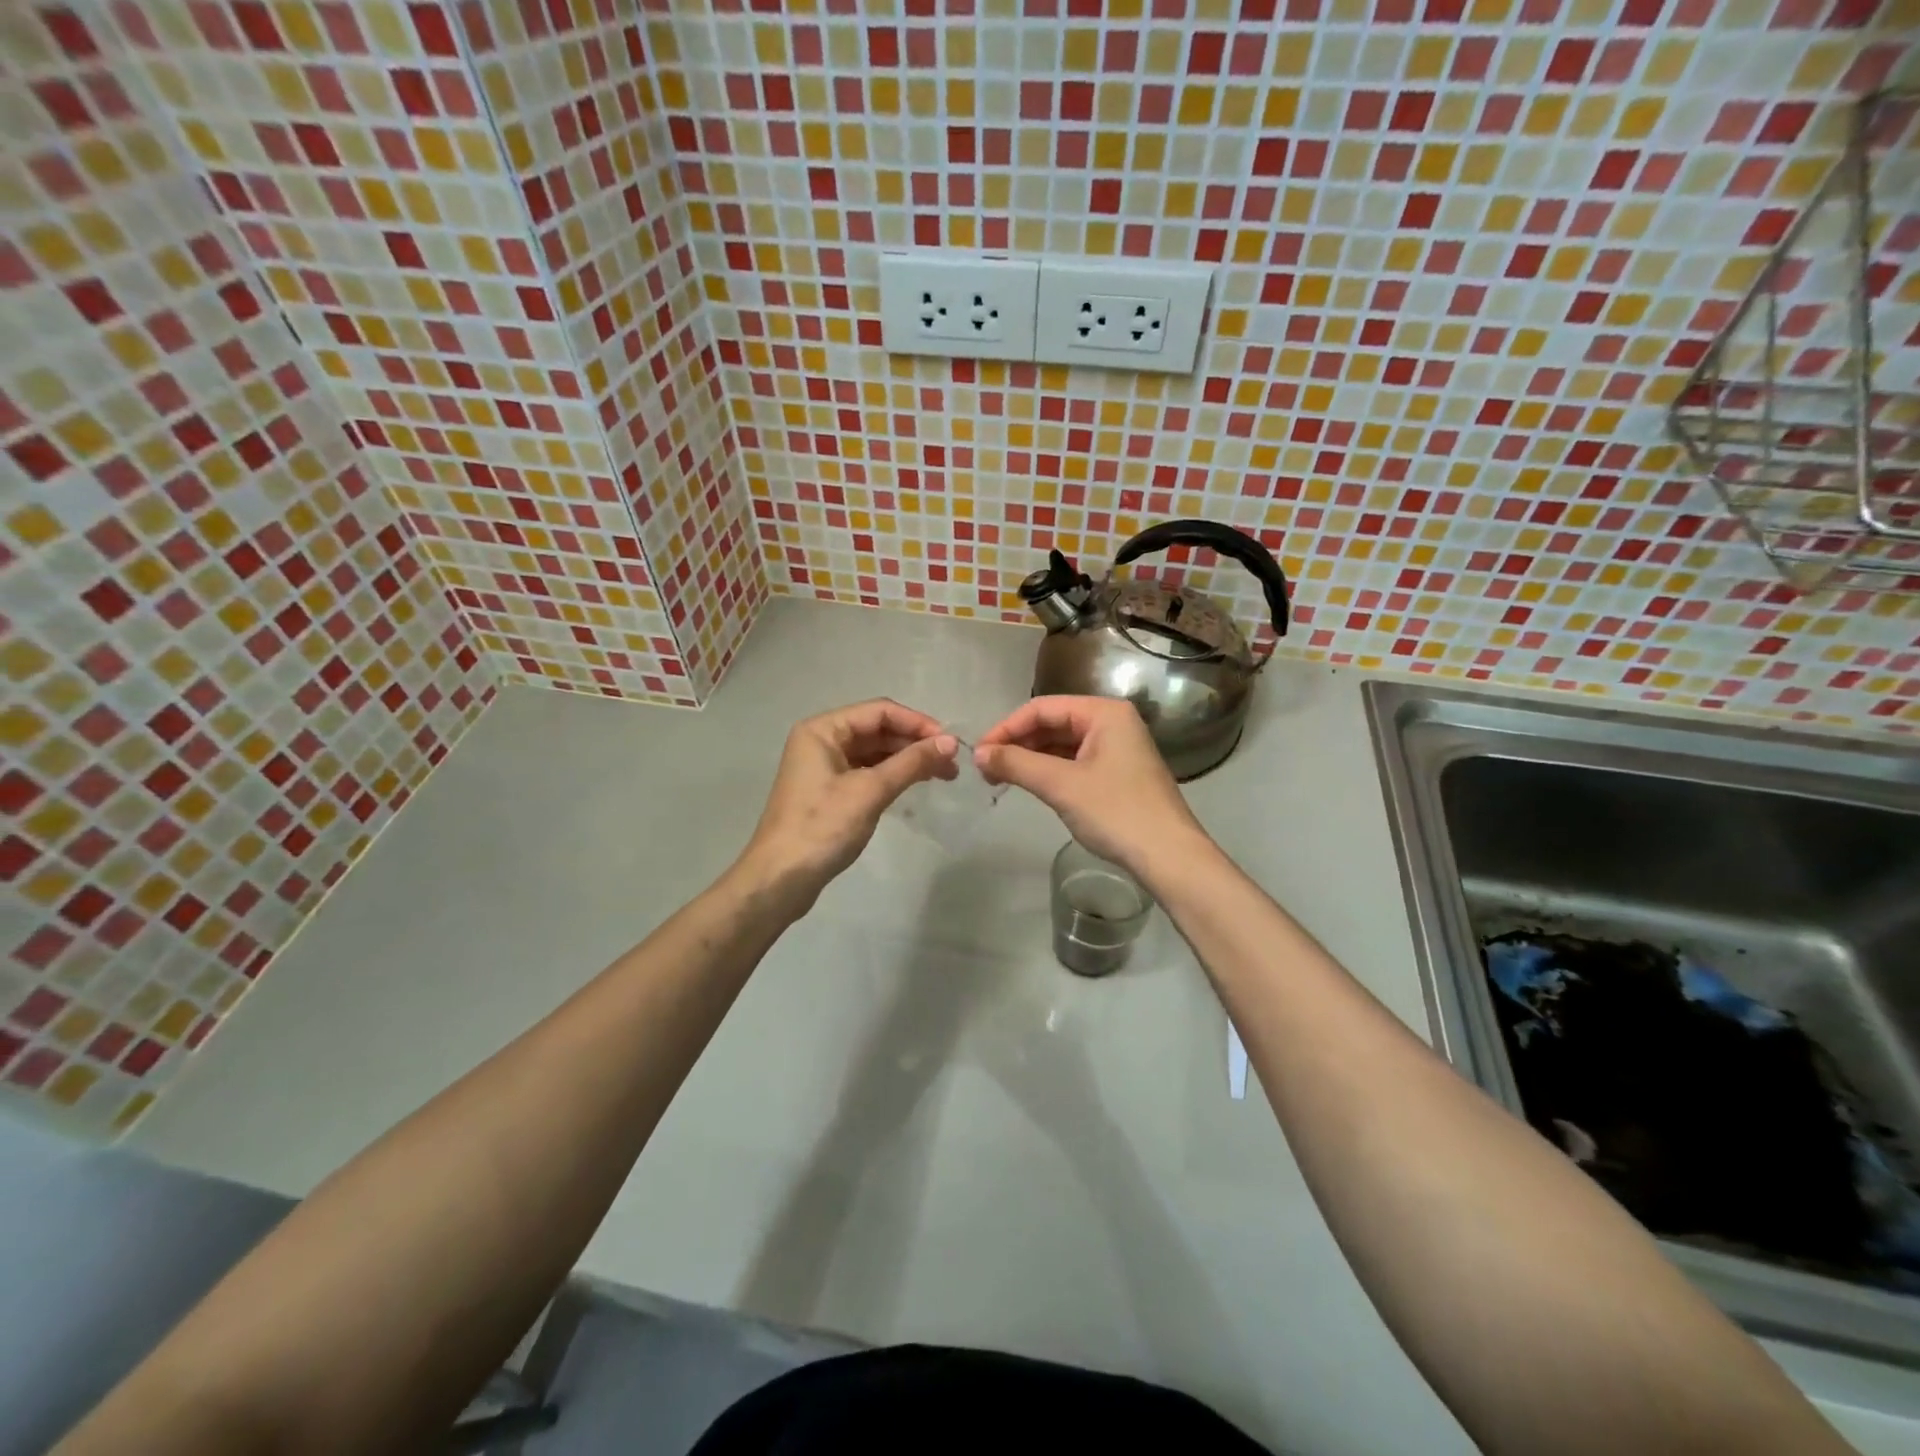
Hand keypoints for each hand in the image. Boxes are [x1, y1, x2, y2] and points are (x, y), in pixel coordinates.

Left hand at [738, 700, 956, 910]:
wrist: (780, 879)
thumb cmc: (822, 828)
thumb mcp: (870, 791)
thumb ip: (911, 763)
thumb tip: (951, 743)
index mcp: (822, 729)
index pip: (879, 711)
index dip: (917, 723)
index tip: (950, 743)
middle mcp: (821, 740)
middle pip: (877, 729)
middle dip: (915, 743)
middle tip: (952, 763)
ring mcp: (824, 767)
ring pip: (875, 752)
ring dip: (908, 760)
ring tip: (944, 775)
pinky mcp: (829, 791)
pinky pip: (868, 772)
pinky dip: (893, 776)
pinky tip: (916, 785)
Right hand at [975, 696, 1205, 876]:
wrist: (1169, 856)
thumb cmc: (1116, 812)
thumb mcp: (1060, 785)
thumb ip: (1016, 764)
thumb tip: (978, 753)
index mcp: (1104, 712)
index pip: (1042, 708)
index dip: (1006, 728)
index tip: (979, 753)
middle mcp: (1112, 722)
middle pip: (1053, 723)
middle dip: (1017, 743)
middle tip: (986, 769)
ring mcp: (1118, 748)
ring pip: (1062, 744)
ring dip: (1031, 758)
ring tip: (1001, 778)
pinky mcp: (1118, 773)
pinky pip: (1075, 761)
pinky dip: (1050, 771)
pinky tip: (1031, 785)